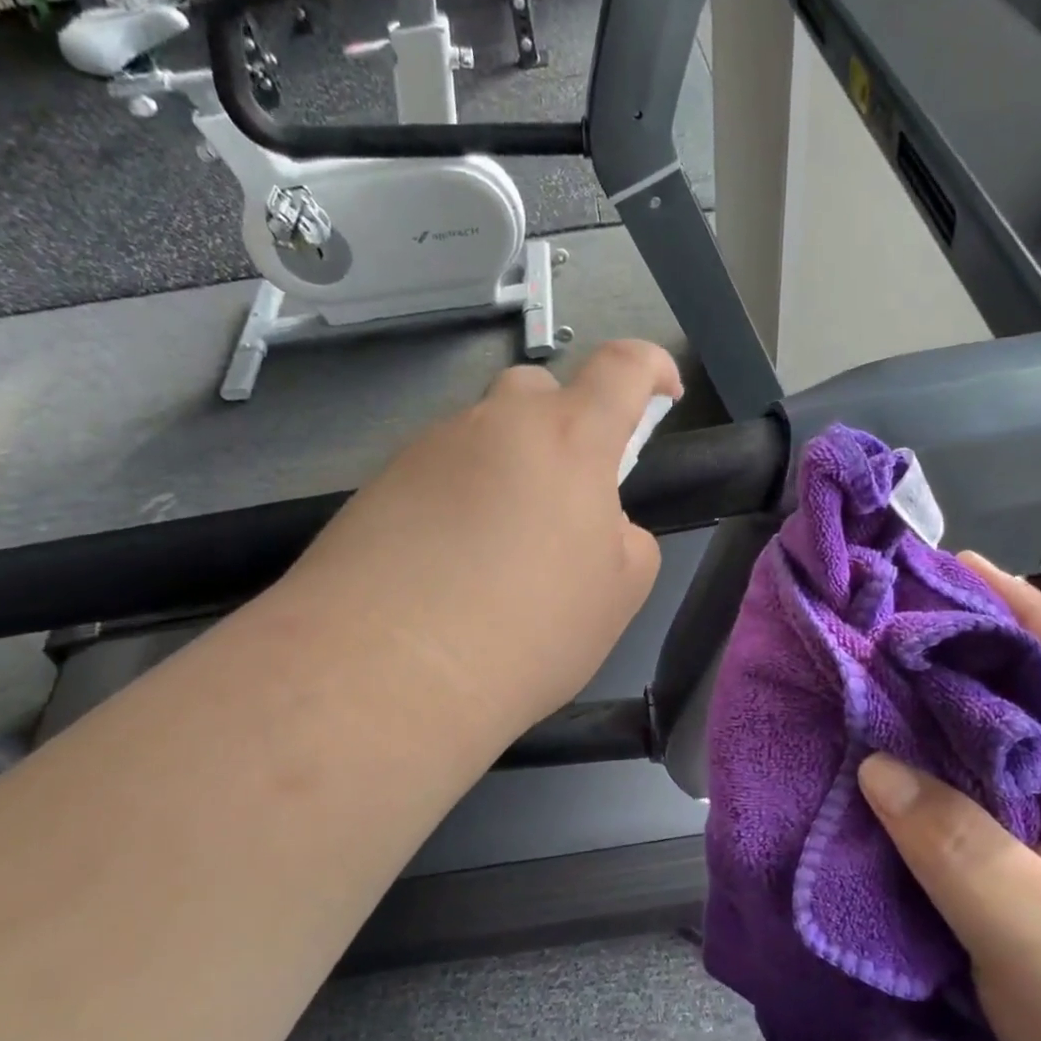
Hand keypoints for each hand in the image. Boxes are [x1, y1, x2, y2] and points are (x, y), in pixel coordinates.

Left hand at [286, 339, 683, 750]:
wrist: (386, 674)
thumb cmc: (528, 632)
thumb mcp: (618, 592)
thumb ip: (625, 537)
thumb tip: (598, 521)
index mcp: (567, 440)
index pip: (621, 368)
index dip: (651, 367)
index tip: (663, 391)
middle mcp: (493, 426)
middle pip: (537, 391)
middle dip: (564, 424)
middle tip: (564, 494)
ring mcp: (427, 451)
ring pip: (482, 437)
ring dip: (505, 471)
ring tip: (497, 551)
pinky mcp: (378, 486)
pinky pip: (436, 475)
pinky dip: (457, 501)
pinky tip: (447, 565)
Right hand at [857, 554, 1040, 1040]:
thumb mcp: (1040, 939)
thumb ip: (956, 847)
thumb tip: (873, 764)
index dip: (1024, 611)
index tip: (957, 567)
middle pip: (1023, 703)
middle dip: (959, 652)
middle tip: (883, 620)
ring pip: (989, 756)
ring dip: (933, 716)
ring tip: (866, 682)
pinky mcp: (1032, 879)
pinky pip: (969, 807)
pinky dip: (926, 780)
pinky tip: (880, 775)